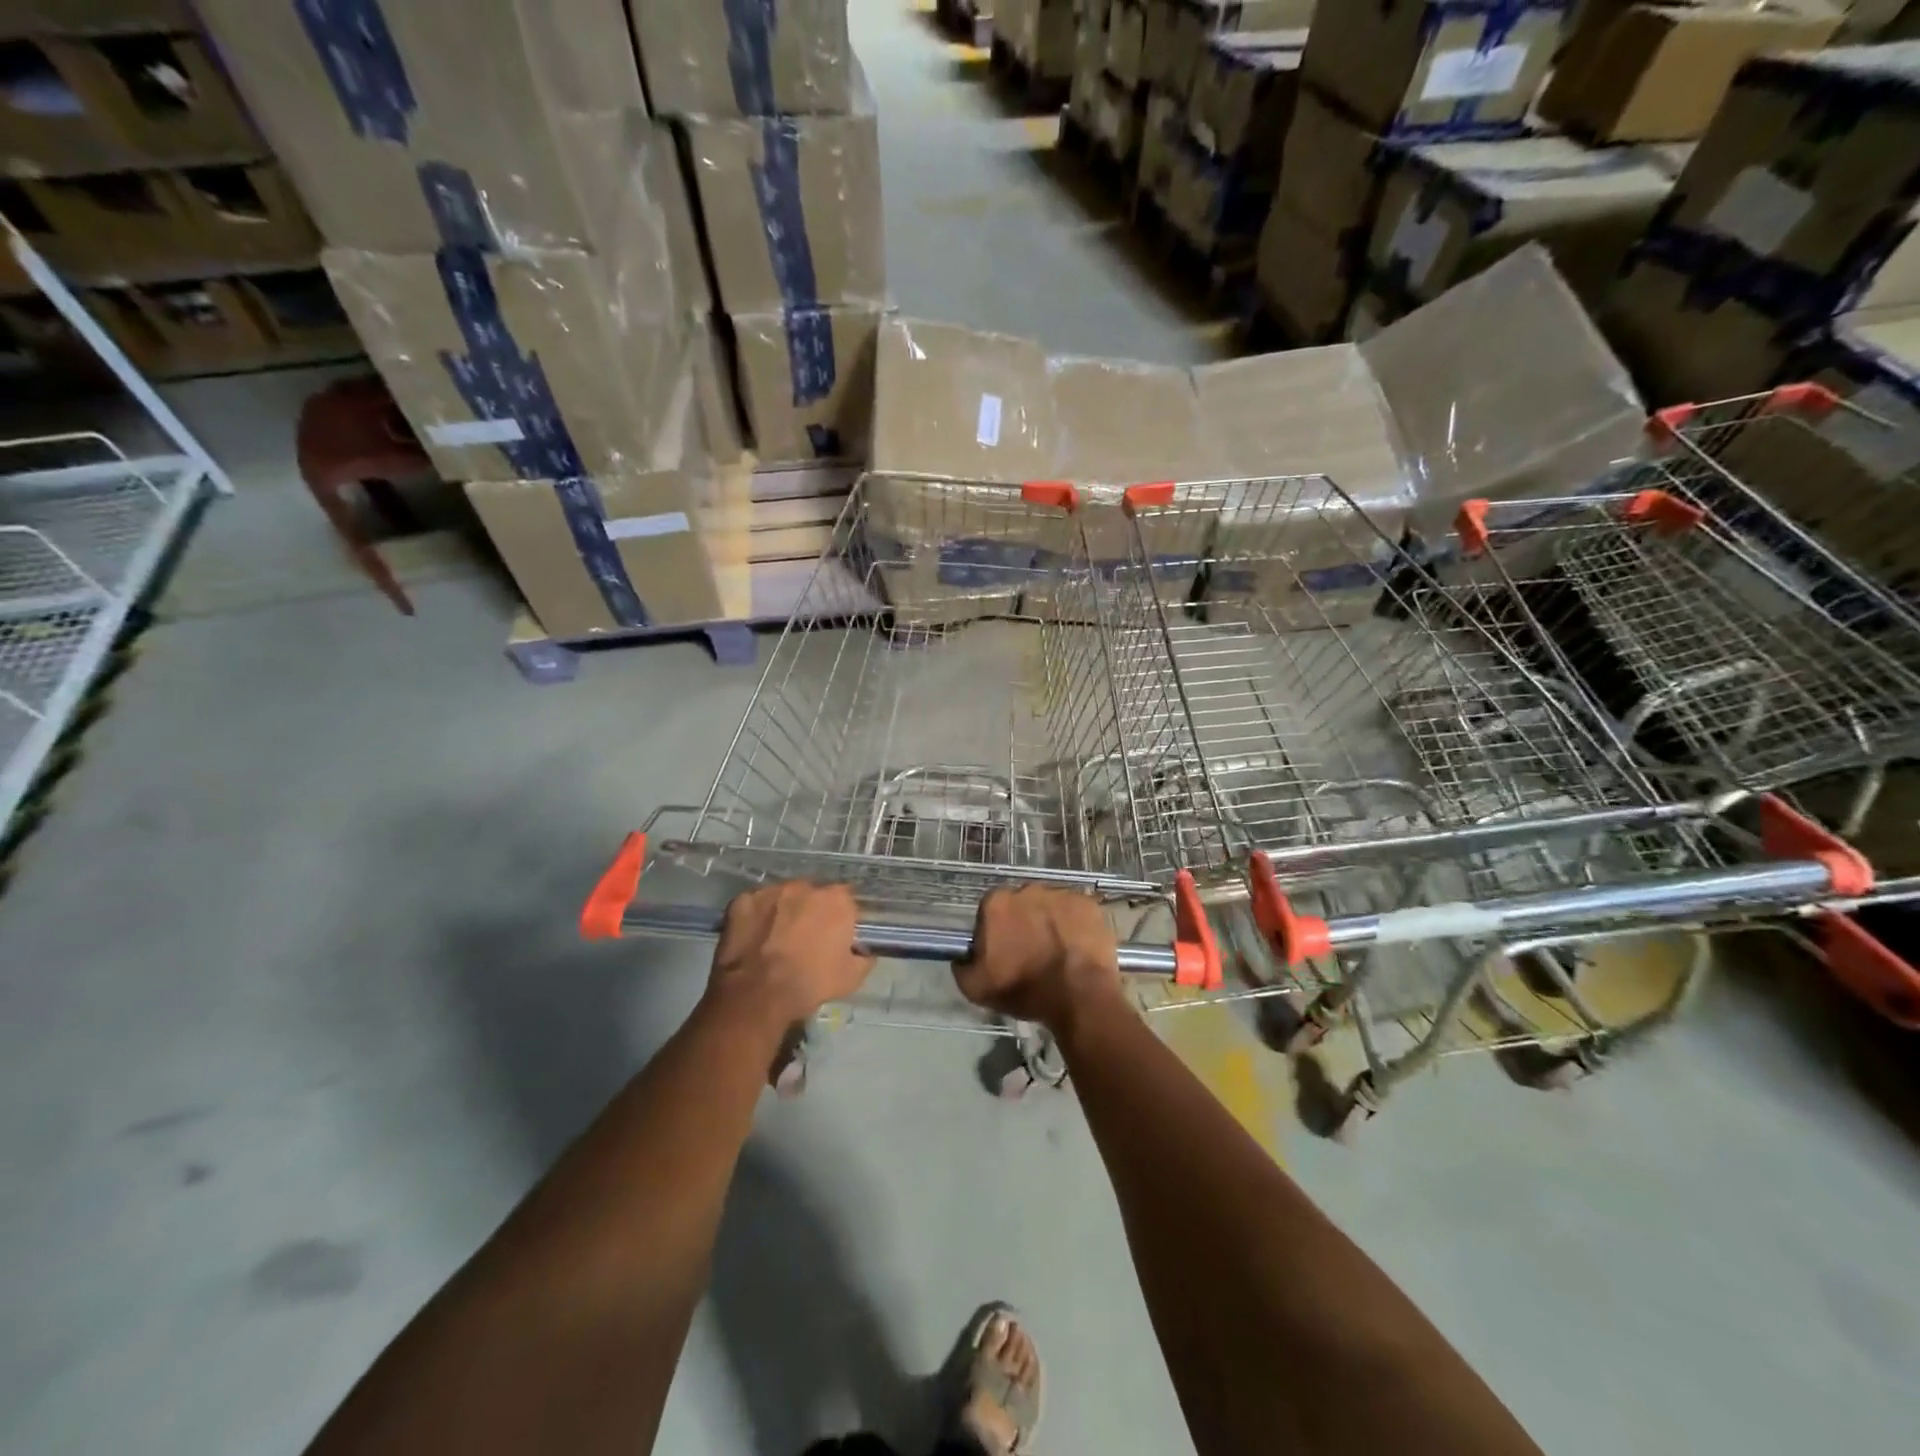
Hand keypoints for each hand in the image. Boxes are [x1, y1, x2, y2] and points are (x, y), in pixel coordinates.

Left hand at [708, 882, 873, 1030]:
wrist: (757, 994)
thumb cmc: (810, 983)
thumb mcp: (852, 978)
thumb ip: (863, 957)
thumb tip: (863, 951)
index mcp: (837, 899)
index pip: (845, 900)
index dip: (841, 918)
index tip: (835, 936)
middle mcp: (805, 886)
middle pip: (813, 894)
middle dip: (811, 911)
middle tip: (805, 938)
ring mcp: (771, 891)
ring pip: (783, 897)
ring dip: (783, 911)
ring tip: (776, 938)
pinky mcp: (742, 900)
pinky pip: (754, 905)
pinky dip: (756, 917)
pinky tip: (754, 938)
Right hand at [953, 886, 1121, 1032]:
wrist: (1079, 996)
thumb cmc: (1025, 990)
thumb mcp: (976, 989)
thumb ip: (962, 966)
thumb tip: (963, 956)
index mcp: (997, 903)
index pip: (990, 910)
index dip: (995, 931)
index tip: (1003, 951)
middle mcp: (1028, 889)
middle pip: (1021, 904)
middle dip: (1023, 922)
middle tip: (1031, 951)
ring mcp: (1061, 894)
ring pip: (1049, 906)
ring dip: (1049, 922)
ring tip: (1057, 951)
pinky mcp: (1088, 903)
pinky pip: (1076, 911)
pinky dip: (1075, 925)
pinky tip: (1077, 947)